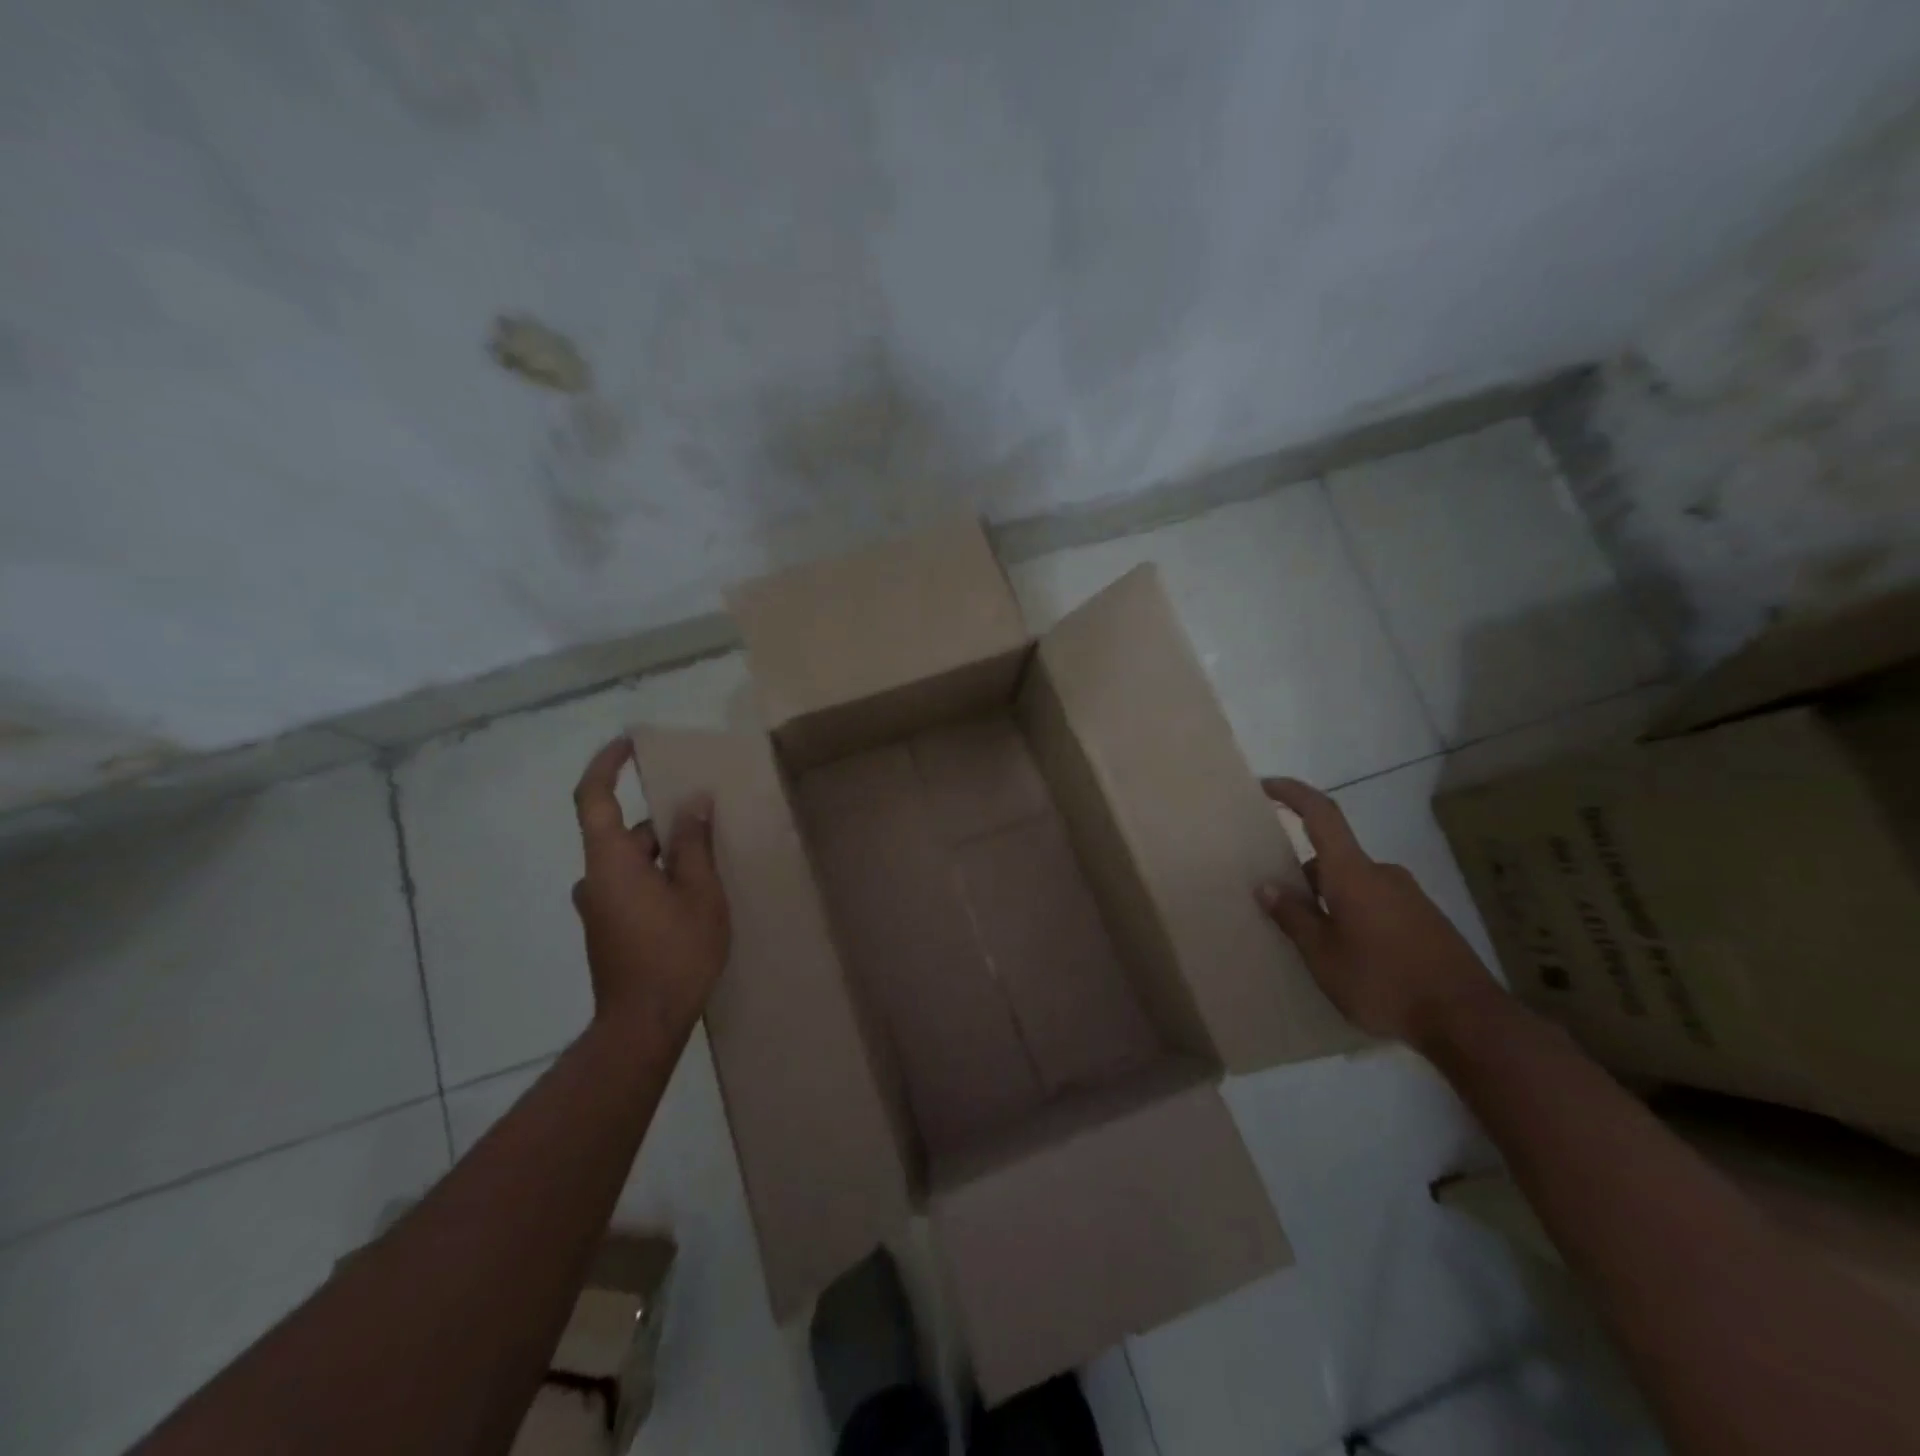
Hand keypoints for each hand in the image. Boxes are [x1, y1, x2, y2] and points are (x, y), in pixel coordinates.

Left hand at [570, 738, 730, 1044]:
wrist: (644, 1024)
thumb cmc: (675, 952)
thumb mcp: (699, 892)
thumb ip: (694, 843)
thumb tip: (693, 801)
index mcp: (610, 862)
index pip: (594, 799)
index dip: (607, 766)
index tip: (629, 744)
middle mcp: (595, 879)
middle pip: (625, 833)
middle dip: (665, 823)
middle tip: (709, 820)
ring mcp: (598, 907)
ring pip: (633, 863)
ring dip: (666, 855)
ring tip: (713, 861)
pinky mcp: (608, 929)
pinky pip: (632, 885)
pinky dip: (659, 878)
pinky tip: (695, 895)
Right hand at [1256, 777, 1498, 1047]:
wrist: (1468, 1021)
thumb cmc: (1383, 981)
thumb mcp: (1323, 955)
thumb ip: (1293, 917)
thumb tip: (1267, 886)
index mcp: (1353, 873)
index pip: (1321, 815)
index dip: (1293, 794)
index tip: (1266, 786)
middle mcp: (1383, 874)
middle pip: (1334, 859)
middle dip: (1305, 878)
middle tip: (1284, 911)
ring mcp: (1410, 896)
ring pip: (1355, 885)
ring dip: (1332, 901)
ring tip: (1317, 944)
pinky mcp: (1427, 921)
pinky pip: (1378, 905)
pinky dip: (1356, 917)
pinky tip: (1354, 958)